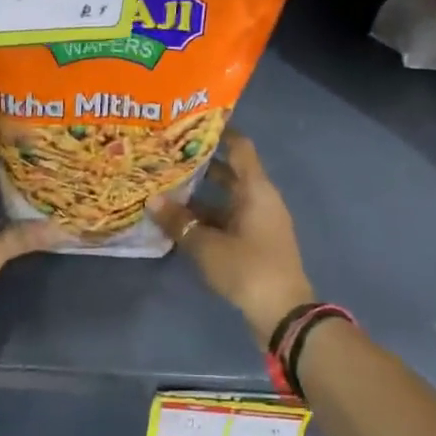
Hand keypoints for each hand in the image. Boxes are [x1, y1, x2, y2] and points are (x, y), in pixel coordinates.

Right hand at [146, 131, 314, 346]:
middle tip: (168, 156)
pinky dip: (208, 217)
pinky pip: (229, 219)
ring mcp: (260, 222)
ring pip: (227, 198)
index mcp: (256, 189)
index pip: (240, 147)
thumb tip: (152, 199)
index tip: (192, 123)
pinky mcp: (256, 243)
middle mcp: (261, 199)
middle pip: (230, 172)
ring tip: (167, 186)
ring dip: (202, 194)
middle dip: (201, 165)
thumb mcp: (207, 245)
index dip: (220, 132)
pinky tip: (181, 221)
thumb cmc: (248, 268)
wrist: (283, 312)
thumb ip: (179, 222)